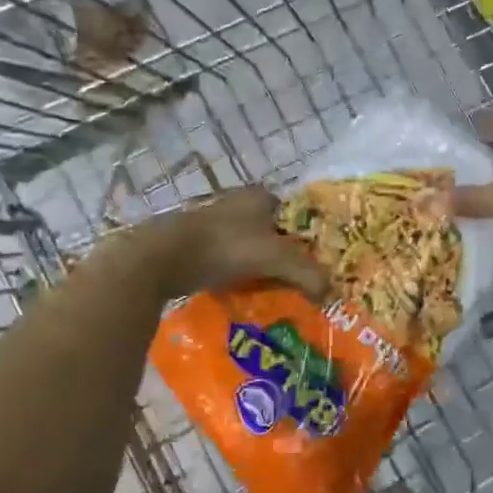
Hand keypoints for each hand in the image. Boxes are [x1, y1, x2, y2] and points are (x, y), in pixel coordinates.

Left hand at [136, 186, 328, 301]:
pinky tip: (246, 295)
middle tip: (301, 284)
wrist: (162, 258)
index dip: (309, 239)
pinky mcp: (197, 246)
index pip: (297, 215)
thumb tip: (330, 292)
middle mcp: (238, 204)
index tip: (318, 265)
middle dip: (287, 257)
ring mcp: (215, 224)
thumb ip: (308, 274)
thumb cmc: (224, 248)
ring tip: (277, 294)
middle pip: (275, 233)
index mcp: (260, 196)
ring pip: (251, 249)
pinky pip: (230, 262)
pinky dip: (240, 277)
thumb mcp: (275, 259)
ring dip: (263, 269)